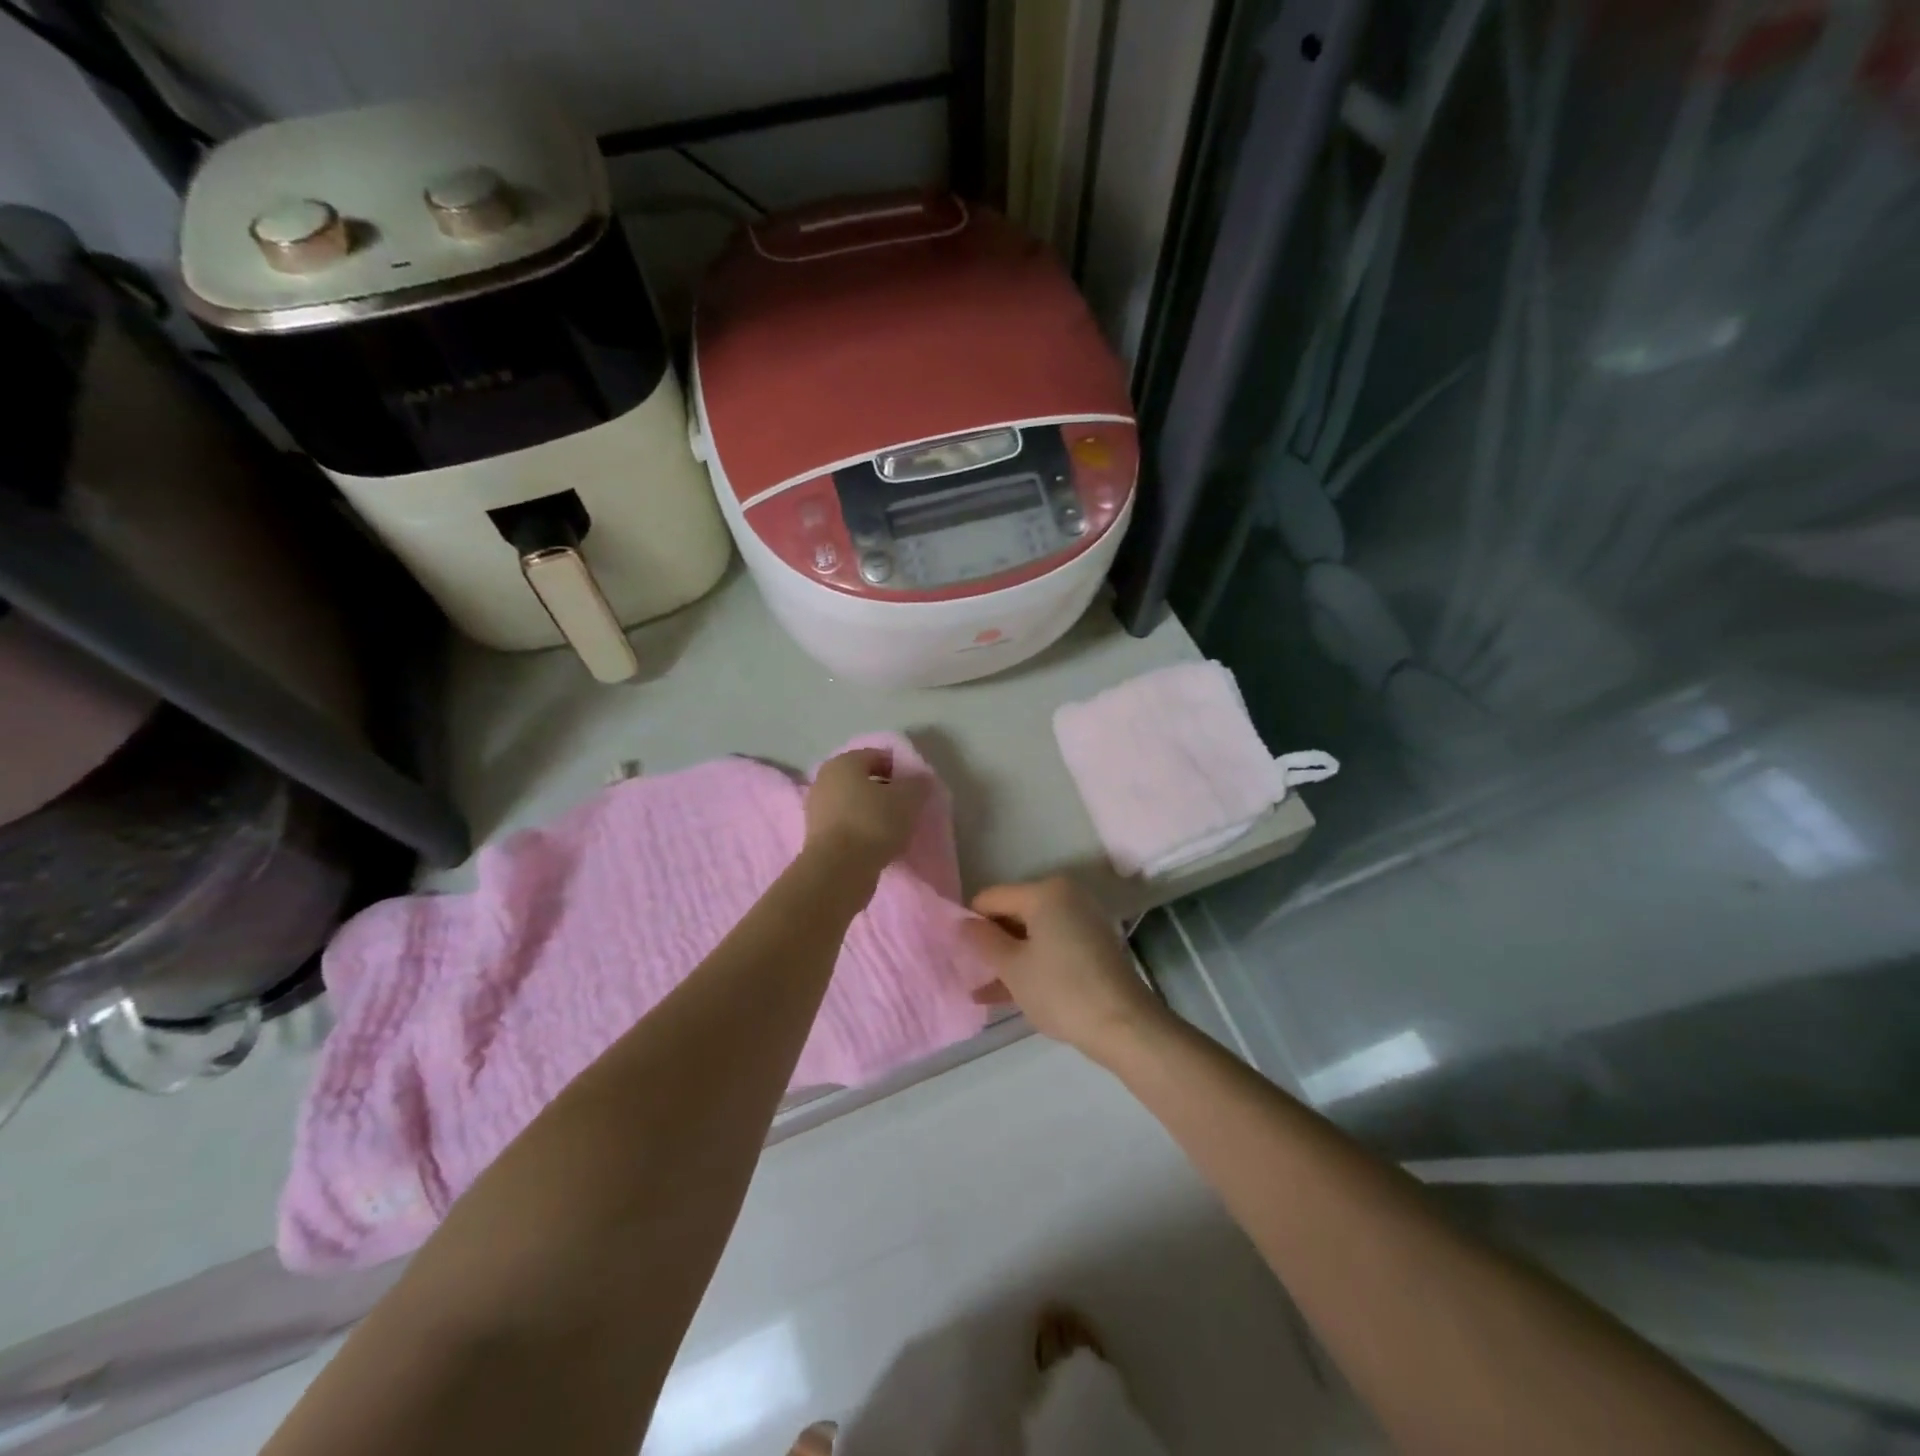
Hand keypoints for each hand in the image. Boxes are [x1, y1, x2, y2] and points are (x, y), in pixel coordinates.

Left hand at [803, 748, 929, 878]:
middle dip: (885, 791)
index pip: (877, 756)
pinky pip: (846, 825)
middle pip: (862, 780)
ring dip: (873, 812)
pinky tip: (877, 844)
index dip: (899, 769)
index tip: (915, 788)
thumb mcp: (908, 799)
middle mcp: (824, 780)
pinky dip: (861, 830)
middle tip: (906, 808)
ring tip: (895, 829)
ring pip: (853, 804)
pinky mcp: (816, 836)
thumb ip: (918, 785)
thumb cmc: (873, 823)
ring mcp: (816, 809)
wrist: (838, 869)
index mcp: (843, 763)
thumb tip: (919, 780)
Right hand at [959, 877, 1168, 1062]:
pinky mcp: (1092, 947)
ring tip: (980, 989)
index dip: (970, 922)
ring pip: (1032, 935)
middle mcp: (1066, 897)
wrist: (1124, 1026)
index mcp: (1045, 892)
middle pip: (1014, 913)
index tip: (955, 951)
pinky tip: (1005, 995)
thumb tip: (961, 923)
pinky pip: (1050, 948)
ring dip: (1008, 959)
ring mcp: (1082, 922)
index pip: (992, 897)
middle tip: (967, 971)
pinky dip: (1031, 965)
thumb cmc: (1061, 990)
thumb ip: (983, 941)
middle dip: (991, 942)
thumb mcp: (1013, 967)